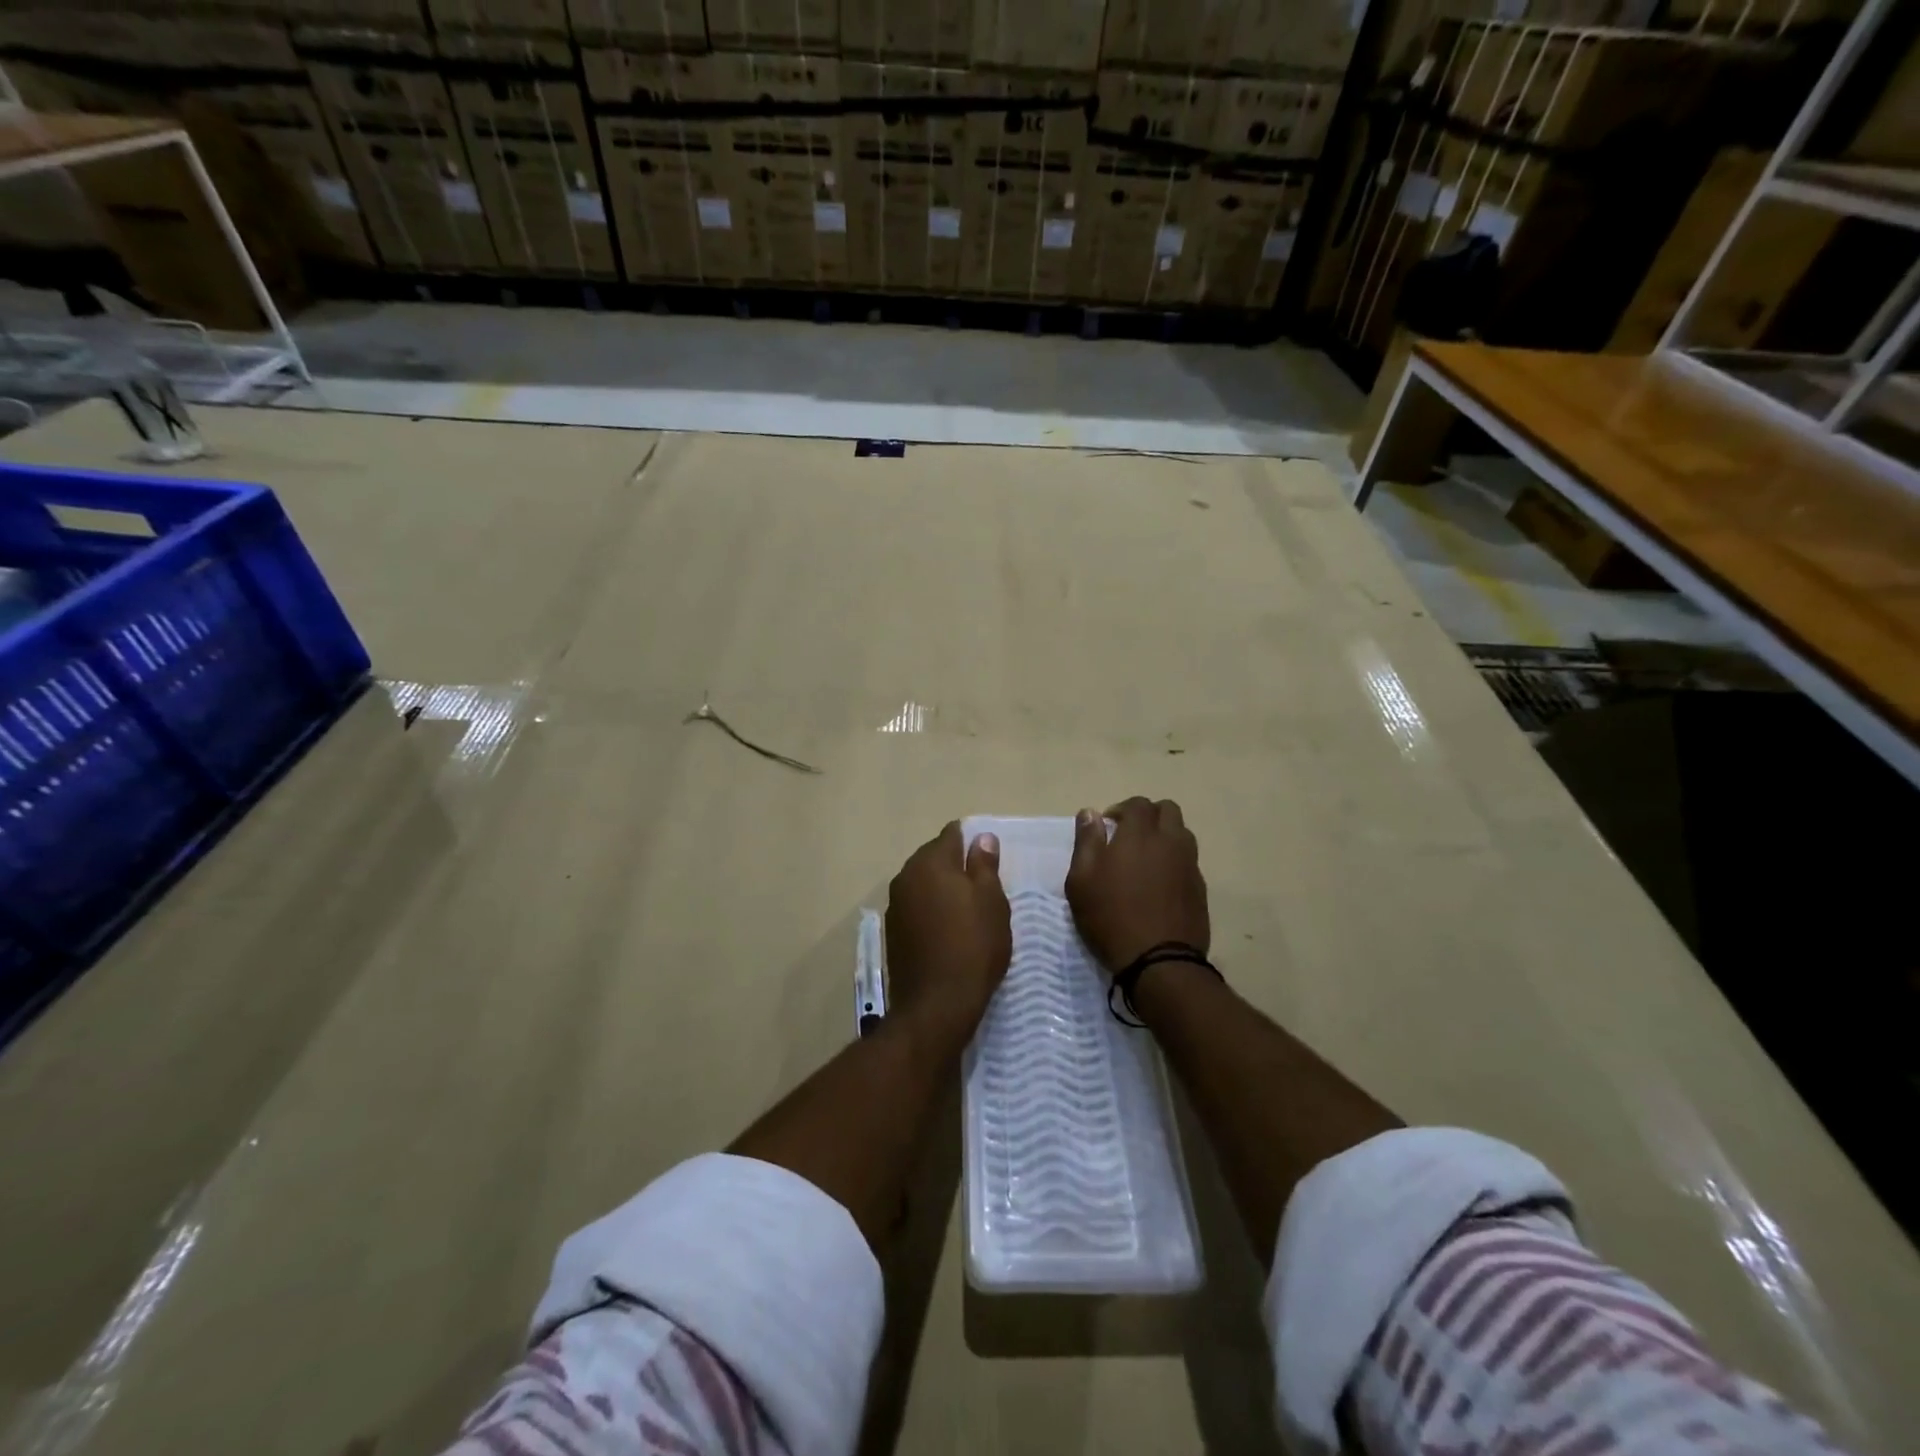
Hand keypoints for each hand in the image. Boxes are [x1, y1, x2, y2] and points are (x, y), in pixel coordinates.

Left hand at [885, 822, 1011, 1042]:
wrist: (937, 1004)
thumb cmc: (973, 946)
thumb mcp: (992, 902)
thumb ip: (984, 865)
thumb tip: (981, 837)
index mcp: (931, 862)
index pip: (951, 834)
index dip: (972, 842)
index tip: (989, 861)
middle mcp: (906, 875)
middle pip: (934, 857)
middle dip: (956, 866)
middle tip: (983, 888)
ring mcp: (895, 904)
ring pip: (923, 883)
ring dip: (942, 889)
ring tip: (968, 911)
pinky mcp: (893, 930)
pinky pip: (916, 906)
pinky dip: (930, 910)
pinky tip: (948, 930)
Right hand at [1066, 797, 1209, 971]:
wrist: (1159, 961)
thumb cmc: (1111, 917)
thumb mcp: (1082, 881)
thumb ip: (1086, 842)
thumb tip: (1090, 813)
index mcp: (1140, 835)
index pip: (1138, 804)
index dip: (1122, 809)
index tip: (1108, 827)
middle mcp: (1170, 842)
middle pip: (1168, 810)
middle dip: (1148, 815)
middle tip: (1129, 836)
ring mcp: (1190, 864)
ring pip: (1182, 833)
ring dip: (1165, 835)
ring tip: (1146, 858)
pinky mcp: (1200, 888)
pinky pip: (1189, 860)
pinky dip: (1175, 860)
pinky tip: (1160, 883)